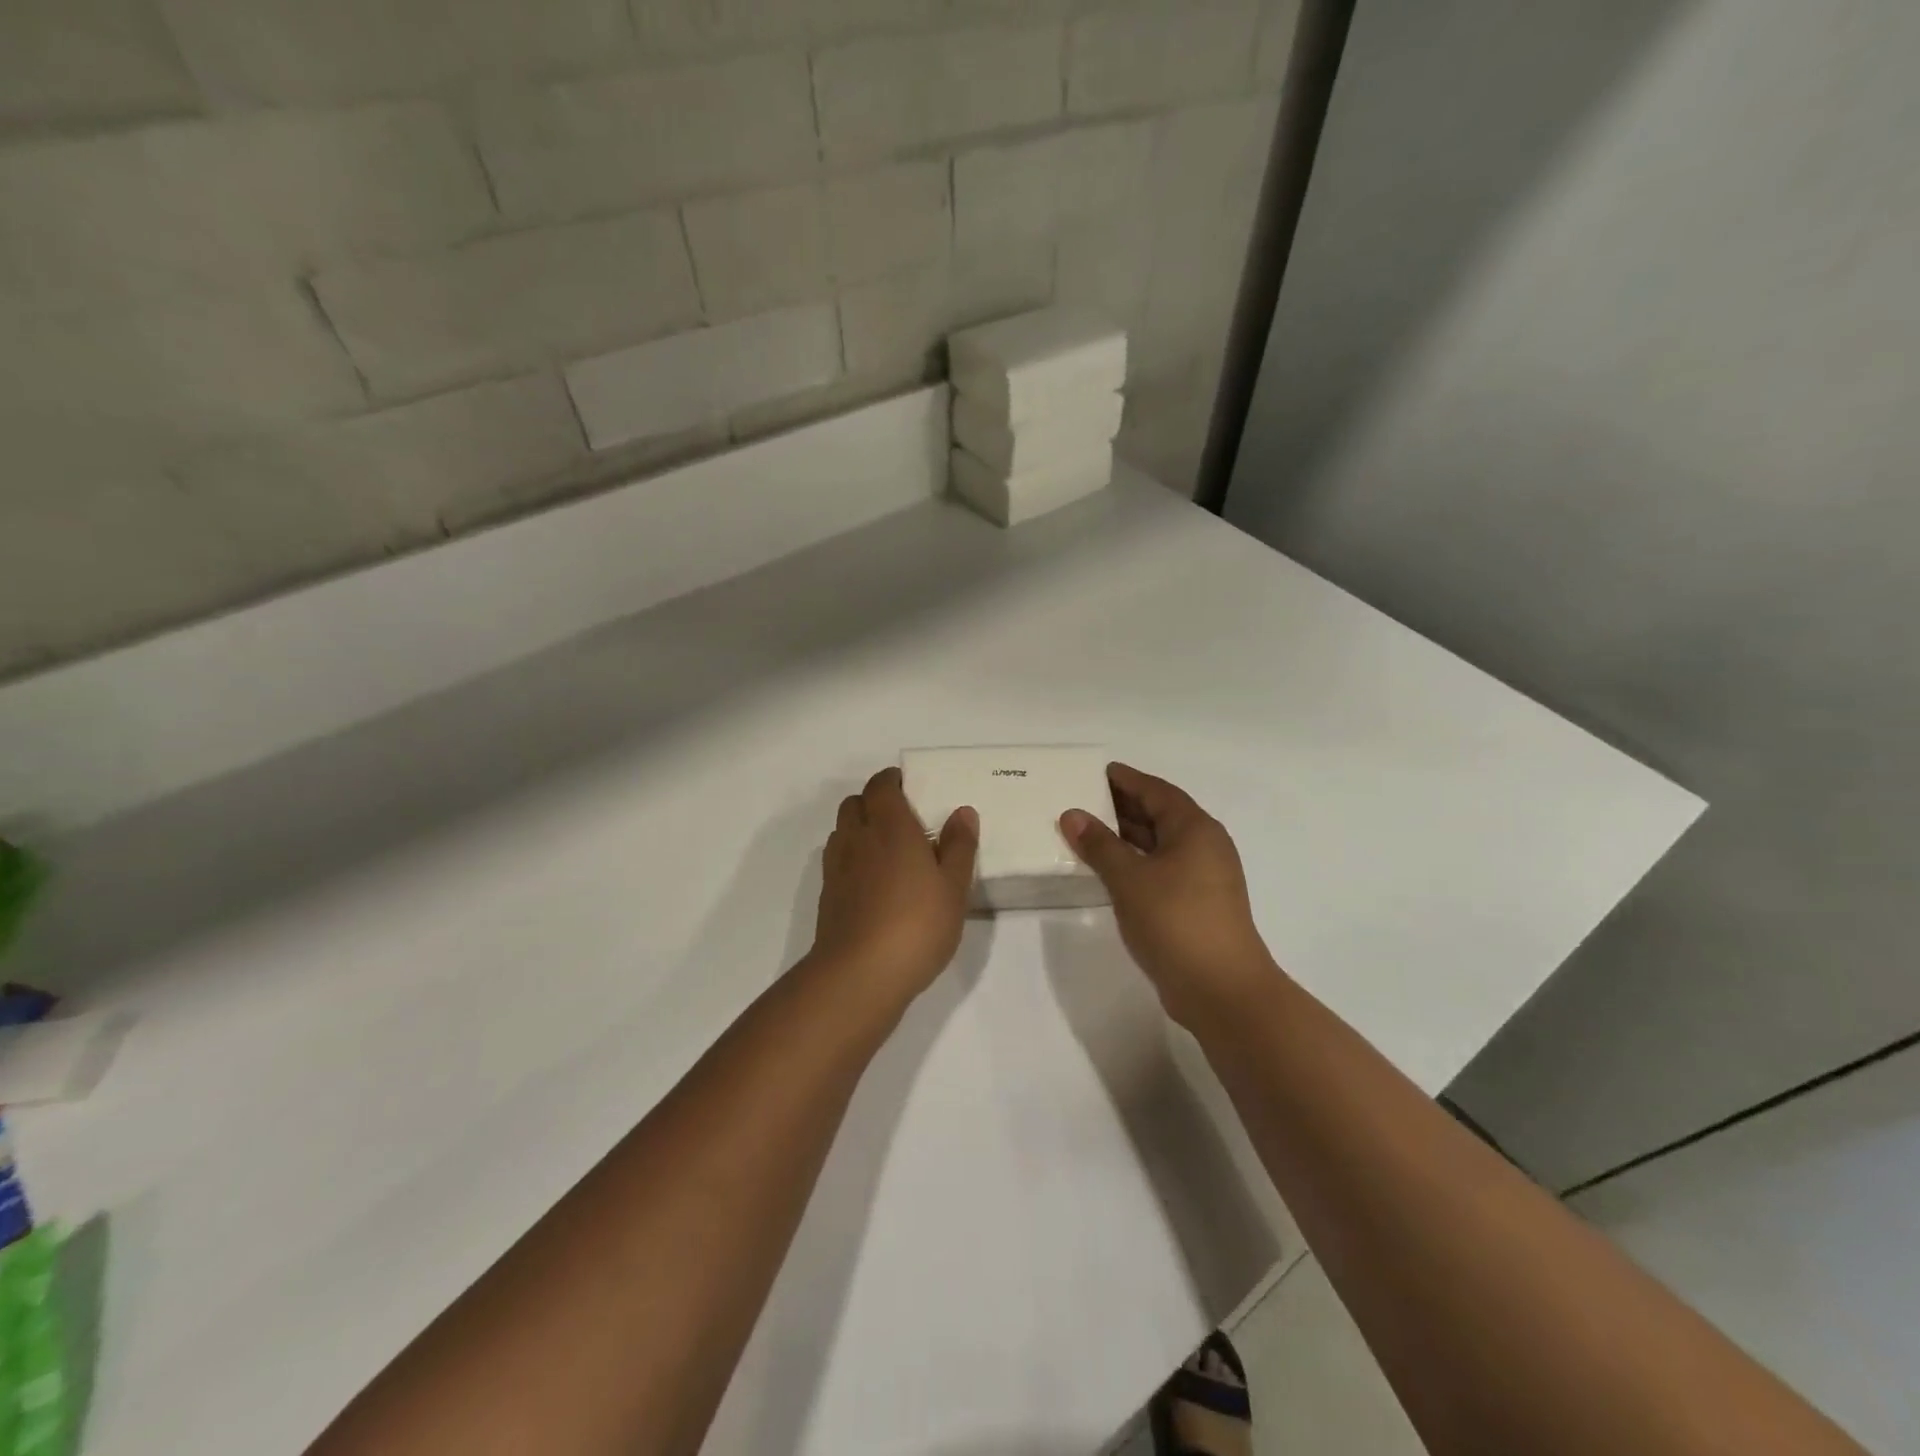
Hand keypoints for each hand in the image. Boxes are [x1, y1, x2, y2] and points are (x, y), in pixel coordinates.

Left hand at [810, 767, 978, 1006]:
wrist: (860, 974)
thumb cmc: (916, 924)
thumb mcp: (953, 886)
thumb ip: (959, 846)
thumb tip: (962, 812)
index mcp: (890, 827)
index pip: (881, 786)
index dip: (892, 780)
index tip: (910, 787)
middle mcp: (858, 838)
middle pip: (855, 803)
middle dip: (874, 802)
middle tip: (902, 818)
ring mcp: (837, 867)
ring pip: (842, 830)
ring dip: (860, 828)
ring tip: (888, 849)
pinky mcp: (828, 895)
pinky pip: (838, 860)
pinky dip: (852, 858)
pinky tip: (874, 882)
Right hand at [1060, 763, 1275, 1024]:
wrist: (1221, 989)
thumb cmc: (1176, 921)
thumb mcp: (1129, 878)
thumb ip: (1099, 844)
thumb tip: (1072, 814)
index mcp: (1195, 829)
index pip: (1157, 791)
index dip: (1127, 779)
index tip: (1098, 772)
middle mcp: (1205, 846)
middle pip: (1161, 815)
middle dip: (1123, 807)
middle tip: (1084, 800)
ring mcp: (1204, 878)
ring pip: (1160, 845)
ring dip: (1127, 837)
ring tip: (1087, 832)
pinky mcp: (1197, 905)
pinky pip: (1161, 869)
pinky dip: (1135, 863)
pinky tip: (1109, 870)